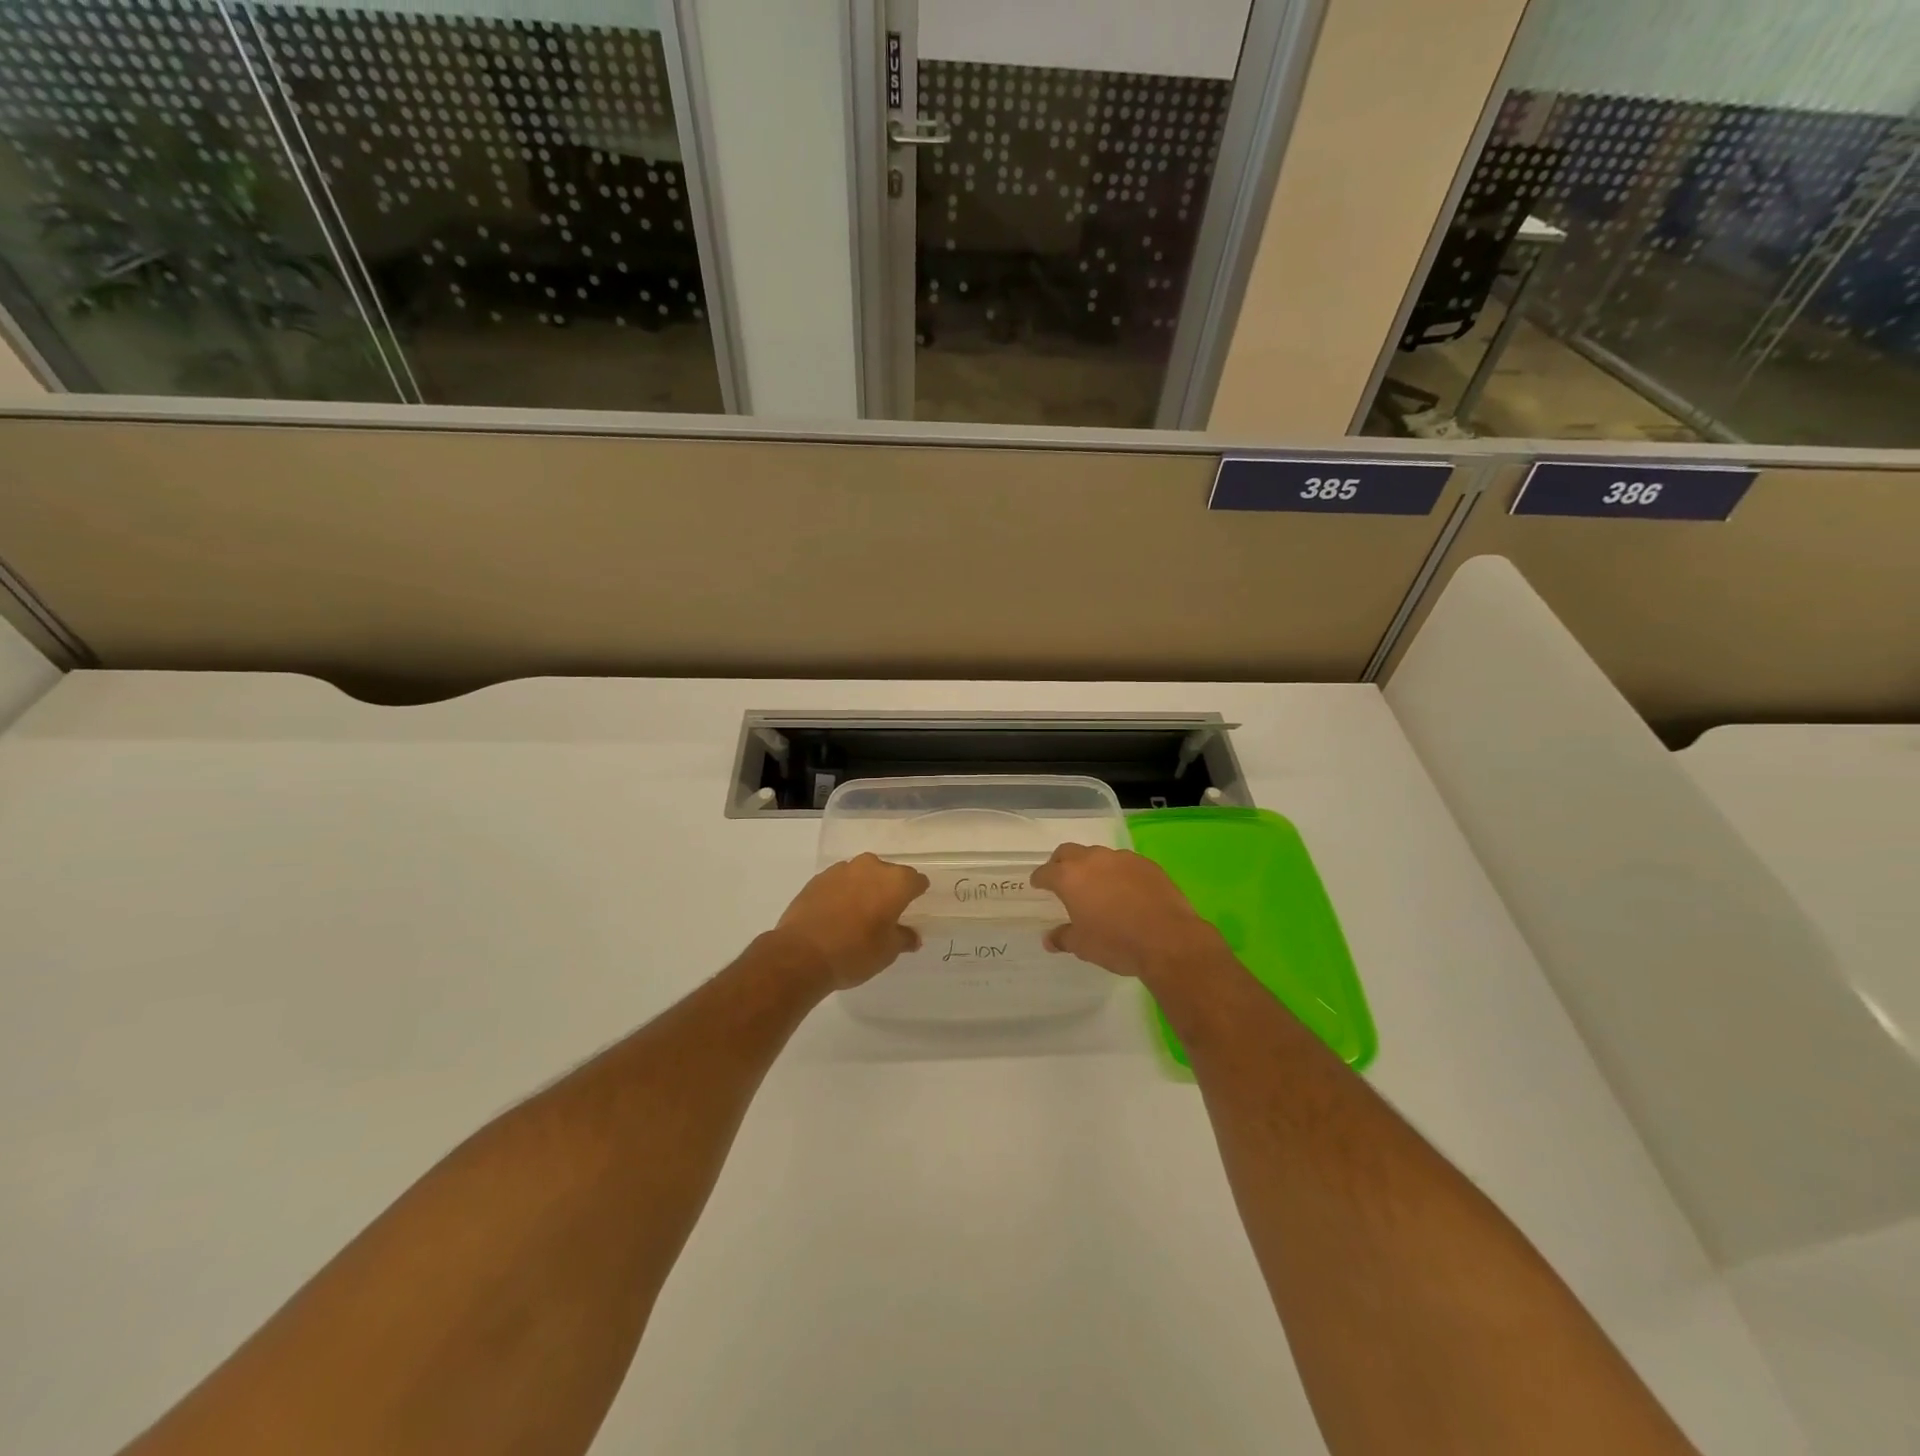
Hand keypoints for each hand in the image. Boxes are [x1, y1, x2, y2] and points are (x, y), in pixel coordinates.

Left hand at [775, 853, 929, 989]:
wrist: (801, 953)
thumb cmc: (855, 952)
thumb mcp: (887, 952)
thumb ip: (904, 938)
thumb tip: (912, 936)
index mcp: (895, 882)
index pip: (916, 881)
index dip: (917, 893)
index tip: (912, 906)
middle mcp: (871, 867)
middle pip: (888, 874)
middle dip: (889, 889)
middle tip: (884, 913)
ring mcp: (842, 870)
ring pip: (862, 874)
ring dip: (864, 888)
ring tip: (858, 914)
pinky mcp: (818, 878)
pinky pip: (840, 882)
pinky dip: (842, 892)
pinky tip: (836, 914)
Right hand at [1030, 843, 1228, 986]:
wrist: (1168, 939)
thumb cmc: (1116, 943)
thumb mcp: (1083, 945)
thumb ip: (1063, 937)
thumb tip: (1049, 939)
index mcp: (1070, 877)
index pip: (1046, 872)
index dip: (1040, 878)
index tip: (1038, 884)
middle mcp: (1093, 860)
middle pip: (1069, 852)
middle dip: (1061, 863)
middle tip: (1062, 878)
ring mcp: (1122, 859)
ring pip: (1099, 855)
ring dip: (1092, 866)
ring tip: (1097, 886)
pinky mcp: (1147, 864)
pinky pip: (1124, 863)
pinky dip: (1118, 873)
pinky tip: (1126, 890)